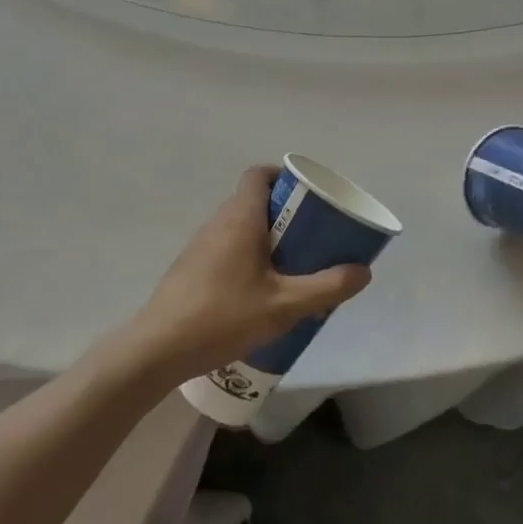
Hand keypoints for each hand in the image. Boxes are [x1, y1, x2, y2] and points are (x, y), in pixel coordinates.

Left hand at [121, 167, 372, 385]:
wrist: (159, 348)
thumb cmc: (224, 316)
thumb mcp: (285, 306)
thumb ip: (327, 287)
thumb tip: (363, 271)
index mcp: (241, 218)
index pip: (259, 175)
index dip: (284, 176)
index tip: (307, 196)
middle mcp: (218, 223)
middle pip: (254, 201)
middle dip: (285, 214)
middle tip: (311, 238)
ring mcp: (200, 246)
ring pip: (240, 228)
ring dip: (267, 239)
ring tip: (292, 268)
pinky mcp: (191, 269)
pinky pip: (226, 249)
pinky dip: (248, 258)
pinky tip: (260, 294)